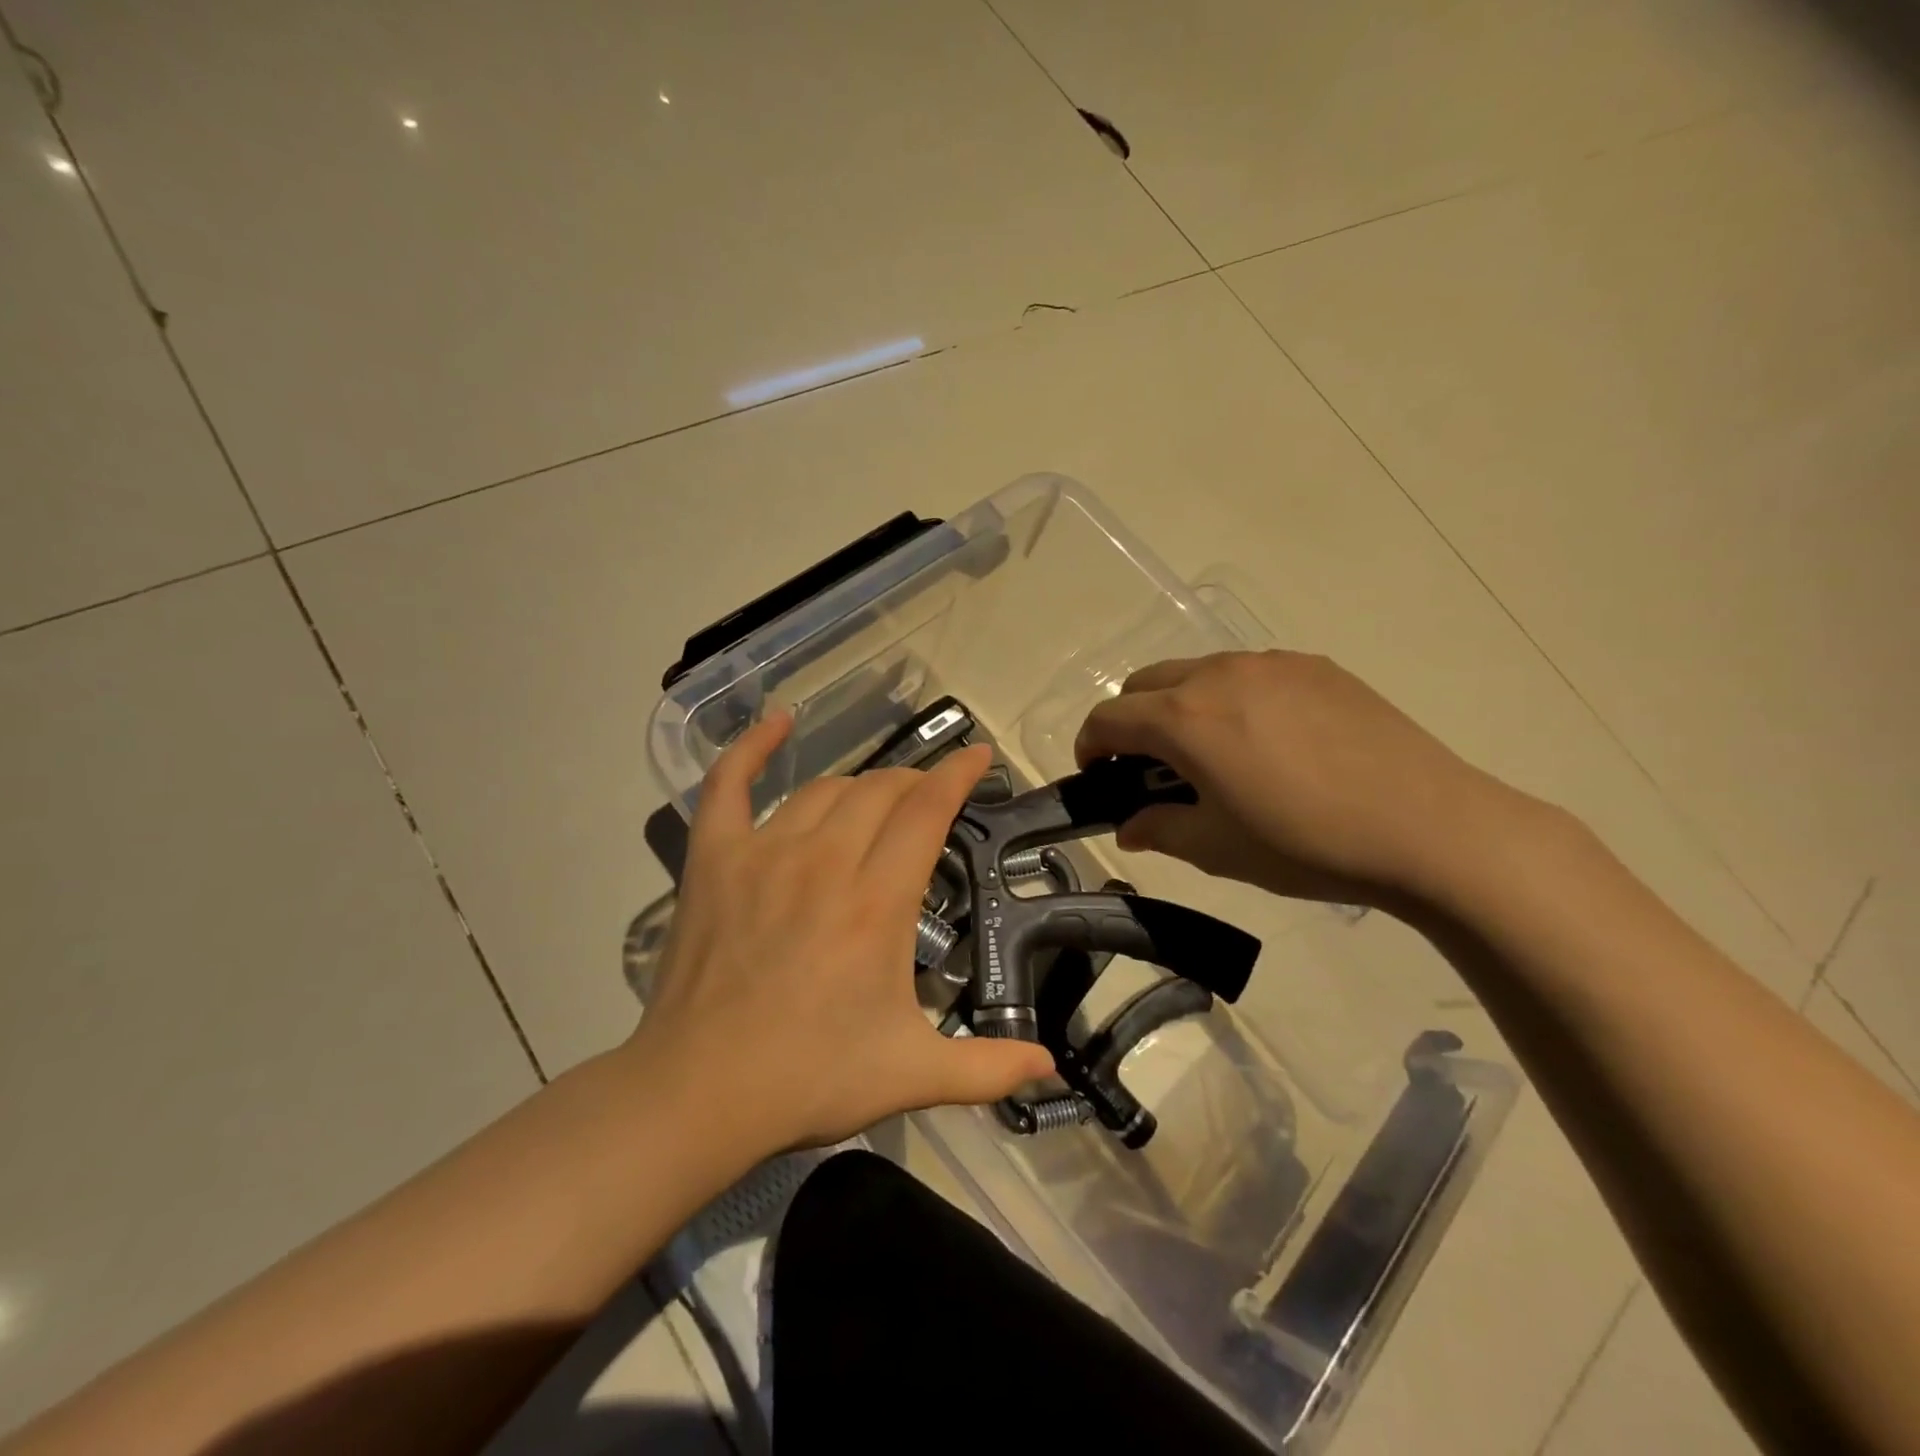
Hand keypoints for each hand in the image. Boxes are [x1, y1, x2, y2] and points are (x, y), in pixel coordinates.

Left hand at [626, 711, 1052, 1160]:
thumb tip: (1050, 1067)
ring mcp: (763, 853)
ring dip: (862, 786)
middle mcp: (824, 860)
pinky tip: (777, 720)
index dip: (957, 775)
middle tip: (931, 799)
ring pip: (825, 789)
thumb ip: (989, 1069)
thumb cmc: (811, 1079)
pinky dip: (751, 747)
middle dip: (916, 783)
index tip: (978, 756)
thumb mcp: (912, 1075)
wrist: (699, 1094)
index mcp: (877, 901)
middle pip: (881, 790)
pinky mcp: (714, 859)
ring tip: (879, 799)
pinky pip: (728, 785)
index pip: (927, 809)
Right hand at [1074, 651, 1526, 907]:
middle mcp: (1218, 674)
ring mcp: (1270, 663)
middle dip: (1130, 721)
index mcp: (1184, 718)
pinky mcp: (1314, 666)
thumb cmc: (1306, 844)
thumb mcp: (1218, 848)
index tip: (1098, 778)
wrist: (1427, 827)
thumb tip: (1129, 826)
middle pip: (1144, 683)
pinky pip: (1248, 672)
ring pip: (1196, 671)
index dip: (1090, 747)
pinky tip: (1268, 740)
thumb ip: (1158, 829)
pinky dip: (1231, 697)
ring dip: (1180, 705)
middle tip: (1150, 767)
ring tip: (1213, 752)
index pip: (1108, 717)